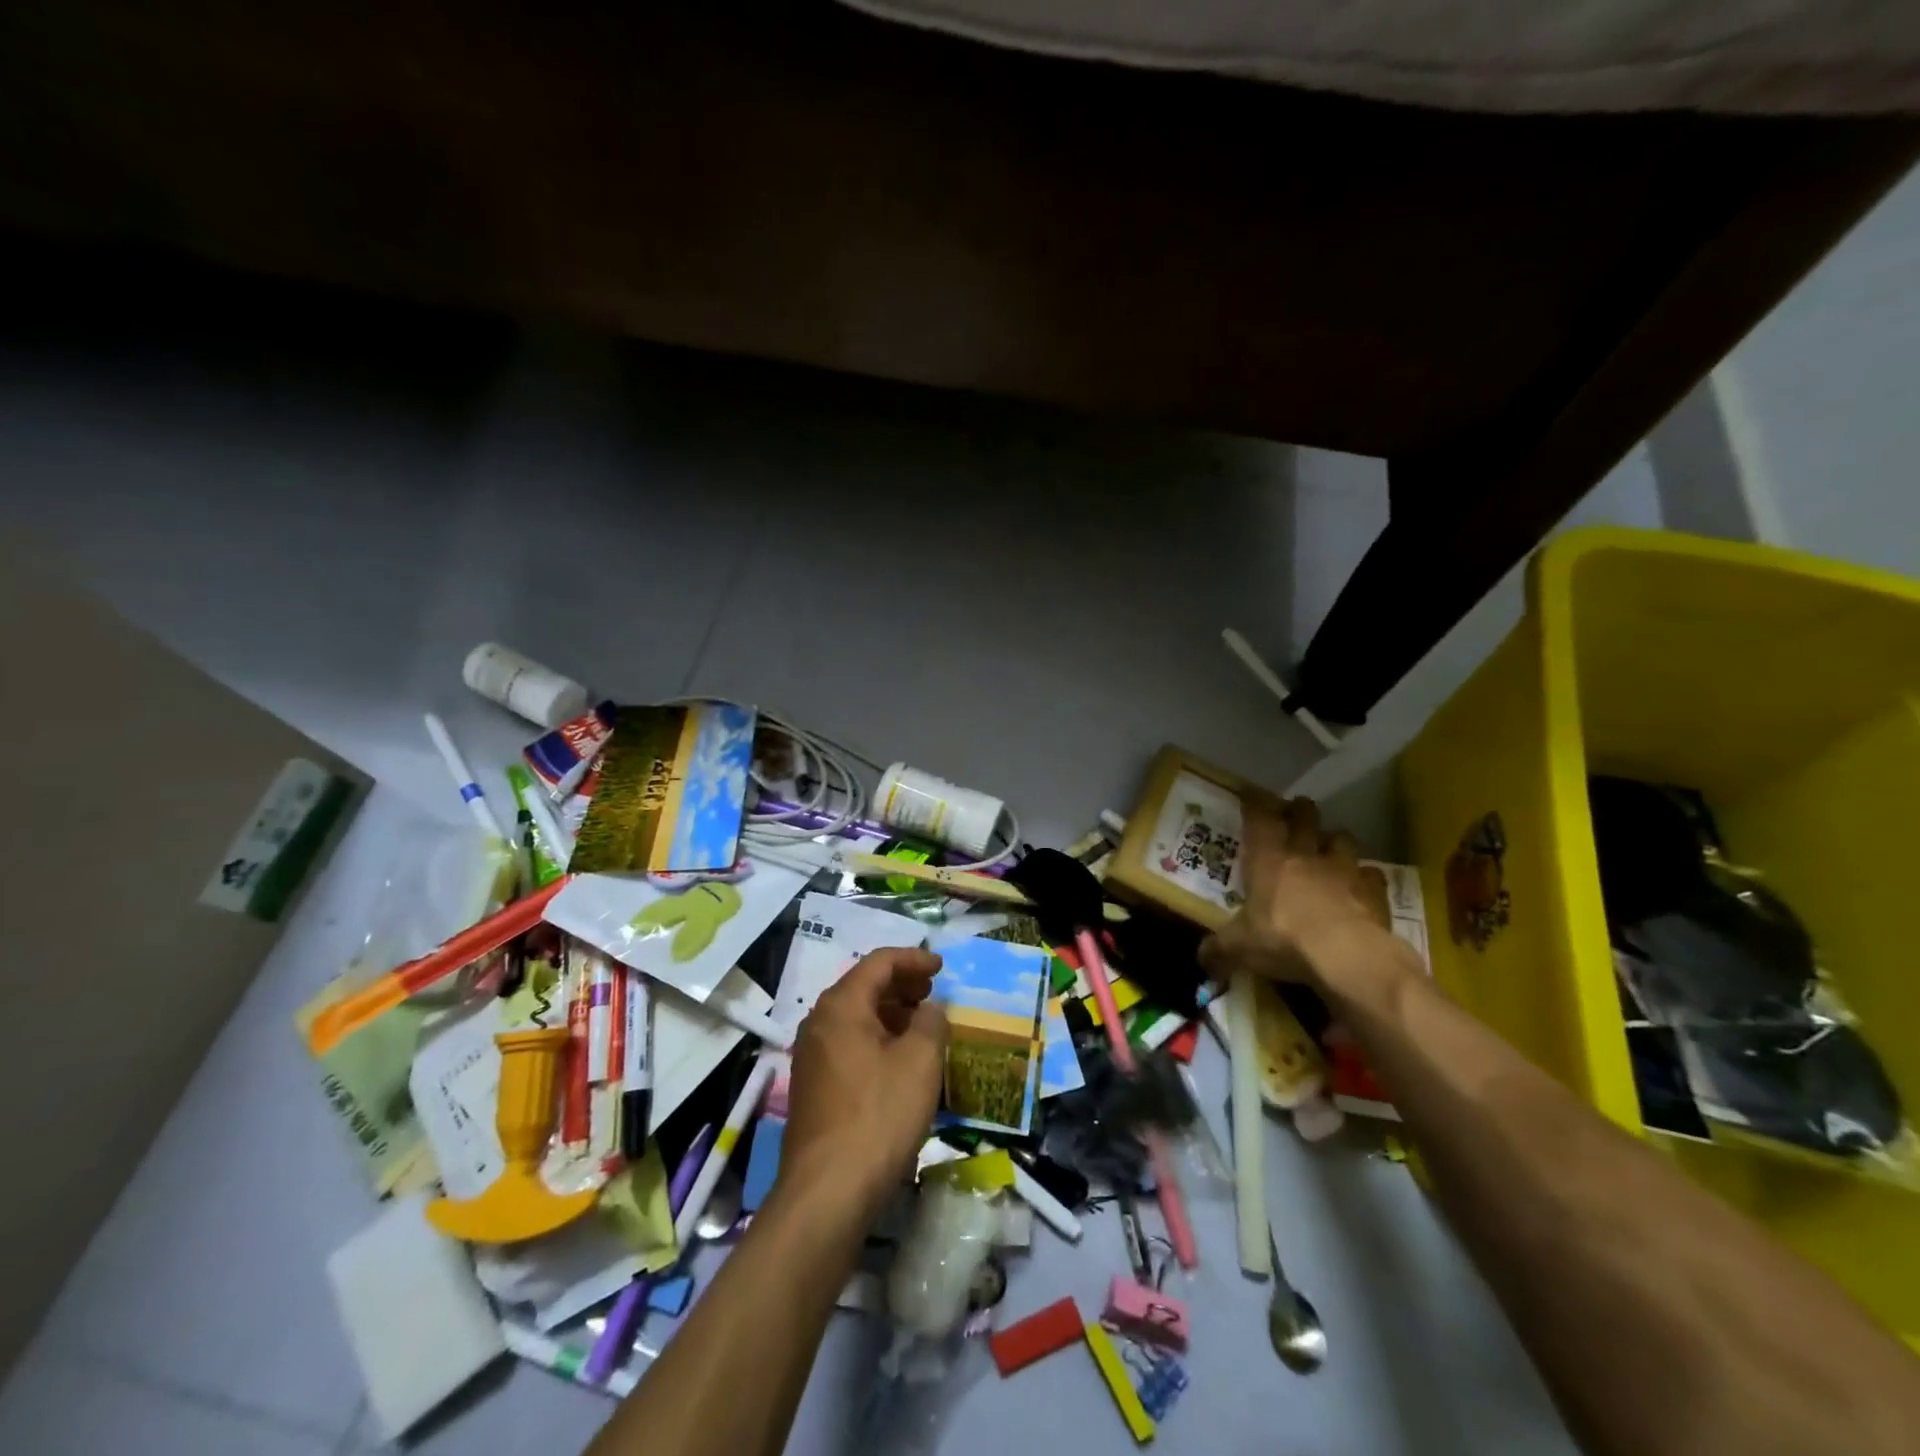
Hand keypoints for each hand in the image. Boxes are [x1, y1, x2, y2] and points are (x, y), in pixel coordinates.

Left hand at [779, 947, 947, 1221]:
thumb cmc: (879, 1115)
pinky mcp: (813, 1087)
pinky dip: (877, 1039)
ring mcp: (811, 1056)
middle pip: (863, 986)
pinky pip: (848, 1044)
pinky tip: (899, 1061)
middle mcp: (819, 1022)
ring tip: (922, 1025)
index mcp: (841, 1005)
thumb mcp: (920, 1062)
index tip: (942, 967)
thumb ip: (931, 1022)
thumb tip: (929, 1009)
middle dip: (902, 985)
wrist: (828, 1191)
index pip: (879, 963)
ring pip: (855, 1017)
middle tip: (933, 993)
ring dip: (890, 1013)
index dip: (914, 959)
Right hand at [1199, 795, 1394, 987]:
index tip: (1251, 793)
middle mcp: (1305, 855)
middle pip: (1305, 816)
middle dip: (1299, 810)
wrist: (1347, 956)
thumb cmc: (1283, 939)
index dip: (1255, 802)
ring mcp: (1343, 870)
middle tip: (1294, 812)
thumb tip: (1202, 960)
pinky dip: (1366, 877)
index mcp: (1268, 860)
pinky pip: (1372, 875)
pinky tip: (1361, 886)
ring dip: (1334, 840)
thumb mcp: (1239, 947)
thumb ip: (1219, 950)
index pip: (1259, 818)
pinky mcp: (1374, 891)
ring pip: (1341, 838)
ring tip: (1329, 848)